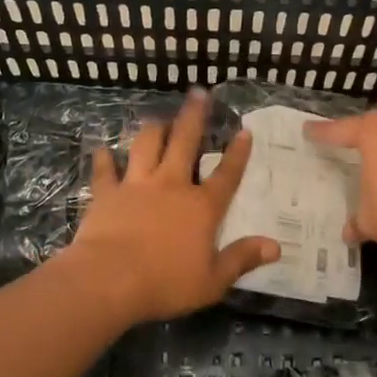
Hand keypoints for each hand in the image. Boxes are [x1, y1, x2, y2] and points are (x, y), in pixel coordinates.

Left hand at [63, 89, 280, 323]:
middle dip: (193, 117)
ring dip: (153, 129)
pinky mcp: (107, 194)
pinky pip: (105, 170)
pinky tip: (101, 150)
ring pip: (146, 145)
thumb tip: (276, 246)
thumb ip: (242, 259)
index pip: (226, 175)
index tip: (244, 131)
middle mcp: (171, 186)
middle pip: (185, 143)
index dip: (238, 153)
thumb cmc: (165, 283)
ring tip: (158, 118)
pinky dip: (104, 159)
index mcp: (201, 207)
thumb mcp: (212, 280)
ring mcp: (136, 185)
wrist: (109, 280)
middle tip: (198, 93)